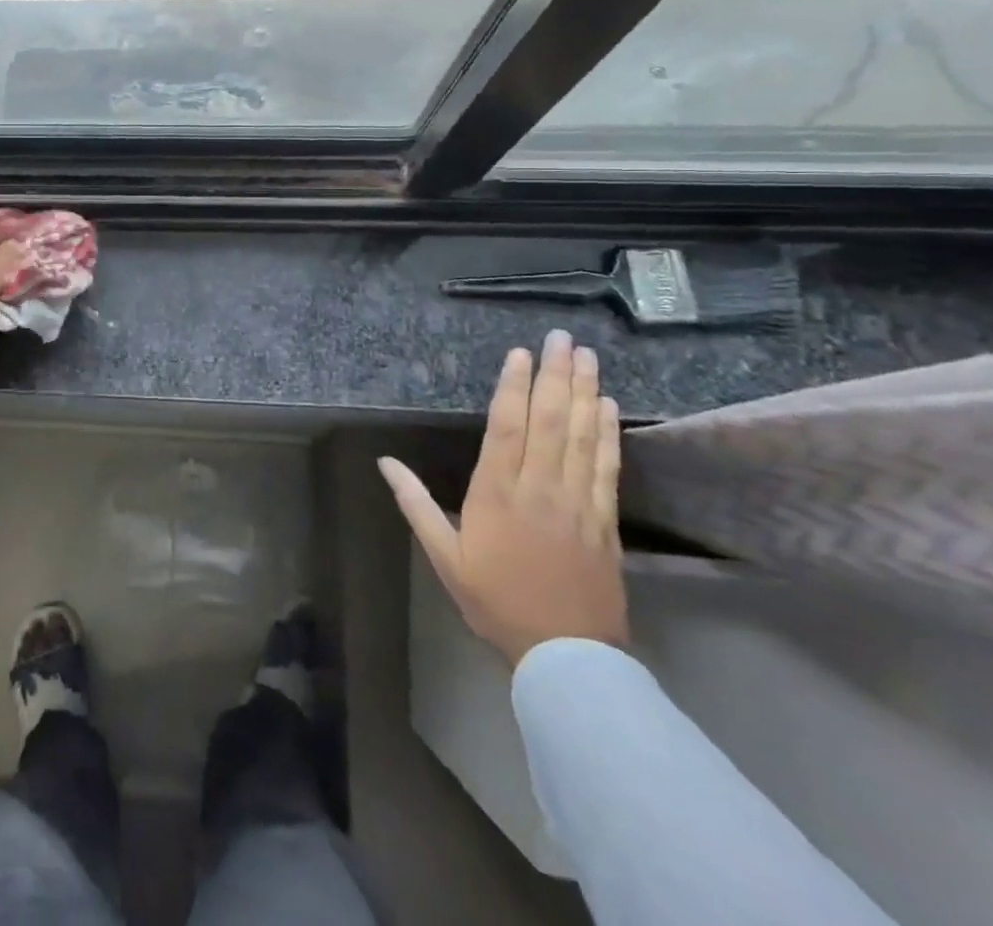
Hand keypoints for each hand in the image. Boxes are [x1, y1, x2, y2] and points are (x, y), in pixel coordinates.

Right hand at [379, 330, 626, 666]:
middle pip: (549, 421)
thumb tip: (385, 462)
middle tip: (562, 337)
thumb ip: (415, 504)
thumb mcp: (443, 555)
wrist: (565, 655)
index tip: (520, 354)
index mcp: (496, 493)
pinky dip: (607, 433)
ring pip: (581, 436)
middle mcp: (540, 488)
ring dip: (584, 392)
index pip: (507, 427)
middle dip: (556, 375)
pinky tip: (607, 406)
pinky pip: (607, 467)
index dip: (514, 387)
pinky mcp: (604, 520)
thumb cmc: (494, 600)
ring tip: (587, 357)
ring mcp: (578, 502)